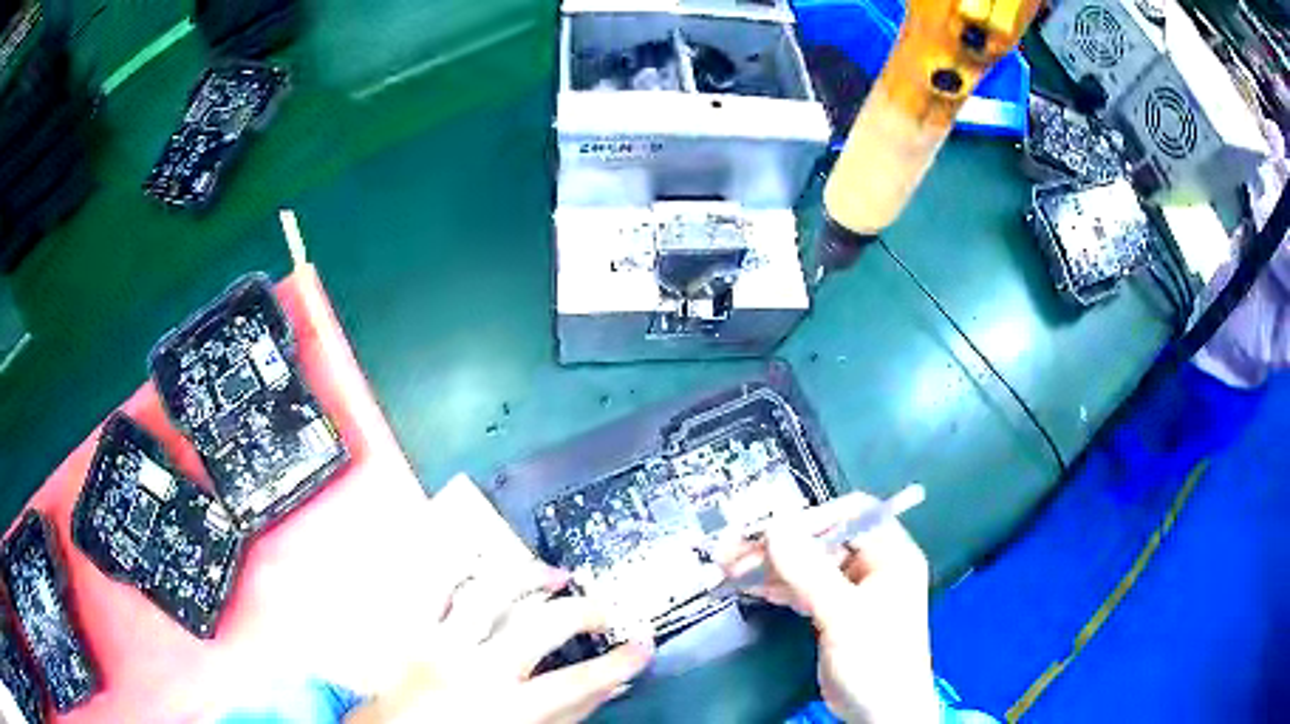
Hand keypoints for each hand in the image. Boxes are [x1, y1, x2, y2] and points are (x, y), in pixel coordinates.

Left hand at [345, 564, 653, 723]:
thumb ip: (569, 714)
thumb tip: (614, 685)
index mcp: (505, 709)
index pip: (578, 682)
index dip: (618, 661)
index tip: (643, 644)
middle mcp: (474, 670)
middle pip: (541, 627)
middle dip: (583, 612)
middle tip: (602, 609)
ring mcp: (437, 642)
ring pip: (487, 591)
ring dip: (527, 576)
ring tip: (552, 574)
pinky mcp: (408, 626)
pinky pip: (431, 582)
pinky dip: (456, 561)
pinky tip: (482, 556)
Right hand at [720, 494, 938, 723]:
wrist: (880, 713)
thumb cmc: (875, 658)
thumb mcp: (843, 614)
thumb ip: (809, 571)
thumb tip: (774, 526)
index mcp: (891, 554)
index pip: (852, 515)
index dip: (813, 517)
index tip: (771, 530)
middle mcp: (873, 565)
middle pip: (823, 541)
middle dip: (780, 545)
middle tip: (732, 549)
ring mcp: (853, 590)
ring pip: (809, 566)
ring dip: (771, 567)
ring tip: (728, 567)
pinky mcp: (835, 613)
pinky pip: (804, 589)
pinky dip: (778, 587)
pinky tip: (750, 588)